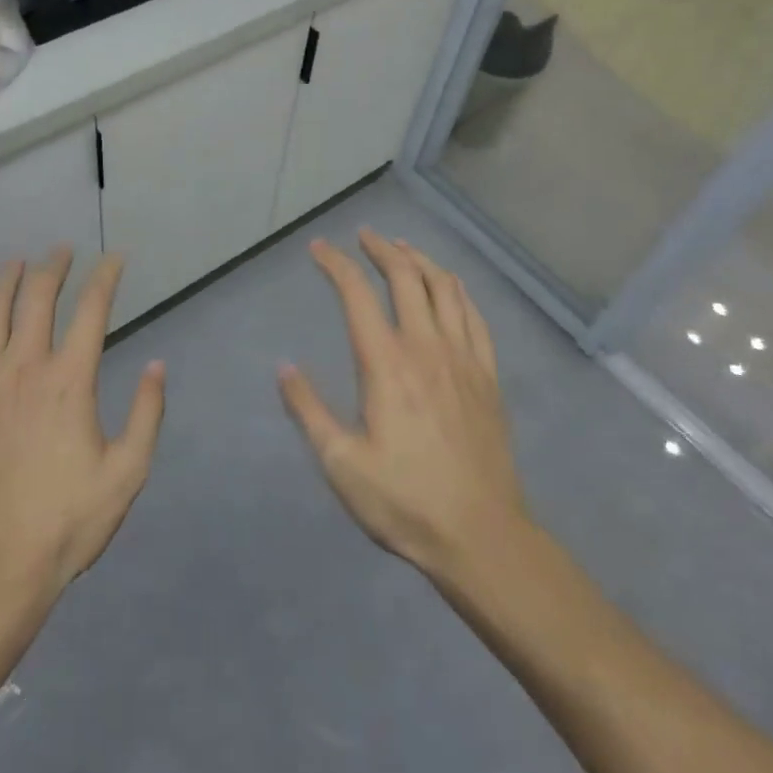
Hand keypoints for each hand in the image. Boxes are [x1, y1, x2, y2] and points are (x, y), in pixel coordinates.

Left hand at [0, 249, 165, 606]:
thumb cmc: (64, 524)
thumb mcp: (126, 474)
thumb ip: (147, 414)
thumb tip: (157, 365)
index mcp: (69, 381)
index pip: (91, 309)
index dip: (106, 277)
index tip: (115, 258)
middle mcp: (22, 368)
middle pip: (37, 298)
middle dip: (54, 266)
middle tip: (63, 251)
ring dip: (7, 280)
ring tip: (18, 262)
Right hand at [279, 230, 530, 582]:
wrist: (482, 536)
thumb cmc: (404, 501)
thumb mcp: (341, 464)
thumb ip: (309, 410)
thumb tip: (284, 366)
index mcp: (387, 364)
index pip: (357, 295)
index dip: (336, 264)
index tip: (319, 248)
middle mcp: (426, 347)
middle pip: (406, 278)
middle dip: (382, 249)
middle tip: (365, 236)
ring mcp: (463, 358)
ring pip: (445, 288)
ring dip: (421, 260)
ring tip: (403, 248)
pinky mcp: (488, 375)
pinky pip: (475, 317)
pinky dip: (458, 291)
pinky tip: (451, 288)